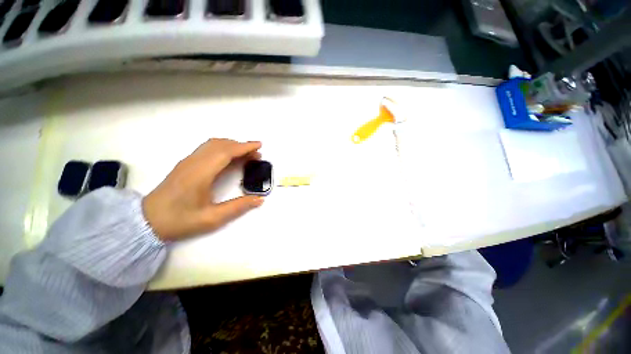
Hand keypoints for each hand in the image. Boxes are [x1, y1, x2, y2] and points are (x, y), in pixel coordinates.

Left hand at [142, 138, 264, 241]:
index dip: (244, 147)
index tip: (259, 145)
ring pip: (213, 145)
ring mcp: (188, 162)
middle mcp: (194, 162)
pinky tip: (230, 159)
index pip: (225, 152)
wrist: (146, 221)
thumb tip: (260, 199)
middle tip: (257, 155)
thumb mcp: (212, 218)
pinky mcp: (186, 164)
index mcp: (200, 173)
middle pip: (220, 145)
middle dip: (241, 146)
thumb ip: (238, 207)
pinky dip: (223, 149)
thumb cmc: (179, 221)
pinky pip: (207, 149)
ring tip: (247, 156)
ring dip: (232, 146)